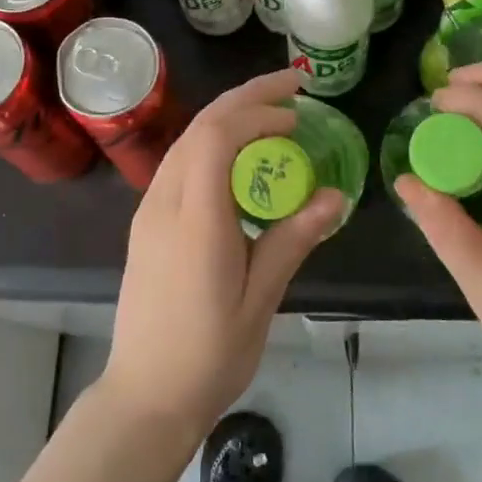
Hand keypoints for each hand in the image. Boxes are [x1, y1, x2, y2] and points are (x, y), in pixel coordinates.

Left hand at [102, 68, 344, 445]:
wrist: (145, 395)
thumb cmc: (209, 355)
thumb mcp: (261, 300)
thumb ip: (292, 240)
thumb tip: (335, 195)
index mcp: (195, 220)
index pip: (217, 137)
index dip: (258, 113)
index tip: (297, 116)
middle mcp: (164, 203)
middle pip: (200, 127)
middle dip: (246, 97)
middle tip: (292, 85)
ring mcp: (149, 211)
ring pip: (186, 141)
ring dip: (228, 116)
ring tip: (271, 111)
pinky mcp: (147, 222)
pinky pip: (180, 163)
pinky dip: (212, 143)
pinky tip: (240, 155)